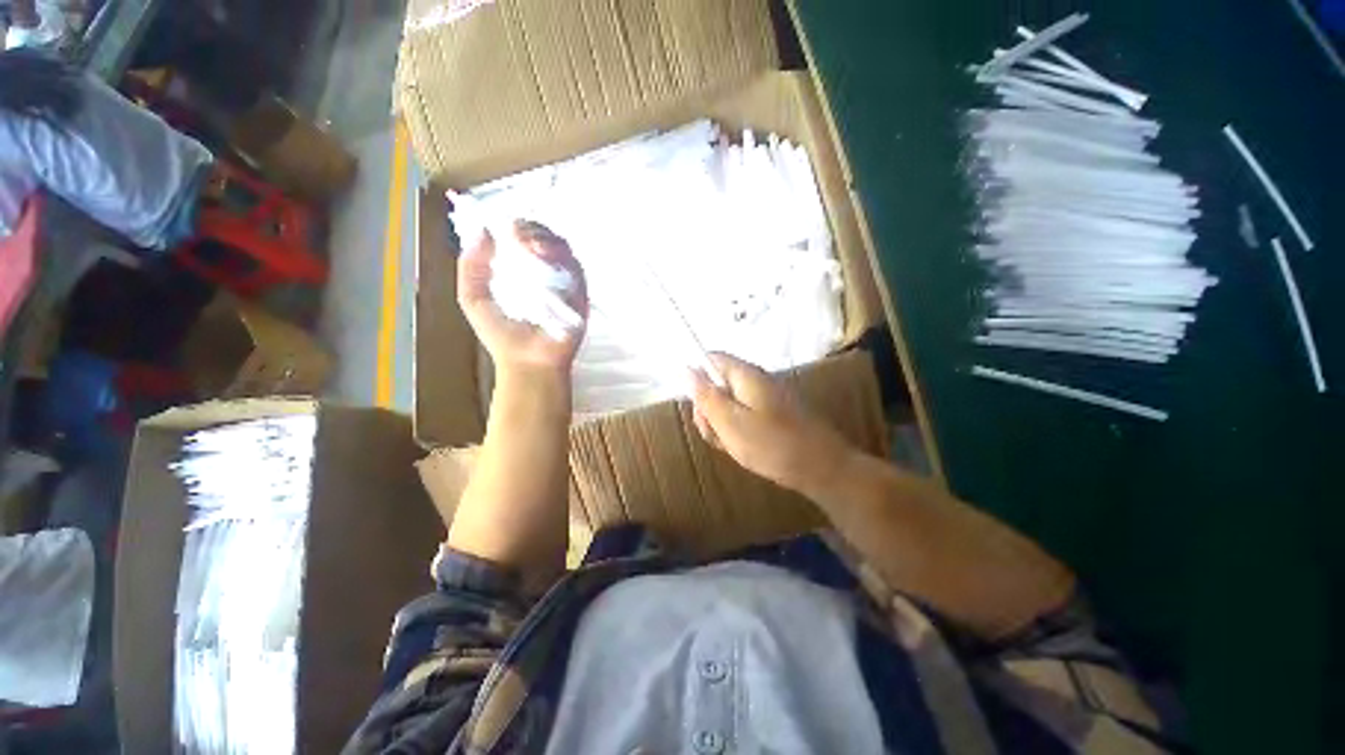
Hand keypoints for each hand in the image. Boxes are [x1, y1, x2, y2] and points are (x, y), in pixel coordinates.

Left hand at [458, 220, 588, 375]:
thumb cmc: (502, 336)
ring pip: (563, 249)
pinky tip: (543, 255)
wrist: (528, 362)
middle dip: (532, 229)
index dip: (517, 228)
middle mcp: (546, 275)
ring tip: (529, 244)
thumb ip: (472, 267)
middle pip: (546, 239)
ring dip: (547, 239)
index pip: (524, 240)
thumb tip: (483, 230)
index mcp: (522, 273)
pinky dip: (562, 257)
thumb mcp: (474, 299)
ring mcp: (565, 284)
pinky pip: (575, 268)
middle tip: (518, 232)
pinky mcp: (580, 294)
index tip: (505, 225)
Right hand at [690, 353, 854, 496]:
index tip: (696, 406)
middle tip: (714, 434)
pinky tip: (743, 449)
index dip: (696, 378)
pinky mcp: (773, 414)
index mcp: (745, 374)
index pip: (711, 360)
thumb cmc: (773, 445)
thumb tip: (686, 368)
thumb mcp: (730, 422)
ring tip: (731, 446)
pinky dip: (738, 431)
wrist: (824, 469)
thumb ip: (706, 396)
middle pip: (718, 384)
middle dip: (708, 409)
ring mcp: (766, 397)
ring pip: (730, 404)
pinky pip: (745, 416)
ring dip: (721, 424)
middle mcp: (756, 380)